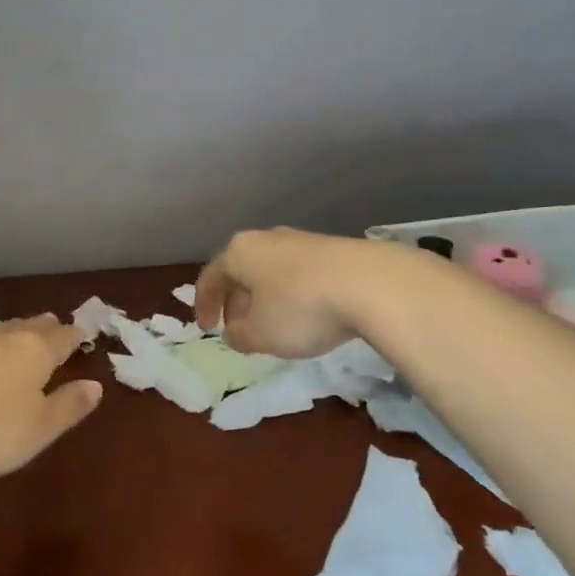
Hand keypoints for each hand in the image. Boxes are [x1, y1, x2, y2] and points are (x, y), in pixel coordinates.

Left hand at [0, 316, 101, 479]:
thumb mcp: (40, 429)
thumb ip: (69, 406)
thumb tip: (96, 385)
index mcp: (36, 353)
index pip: (63, 338)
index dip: (75, 337)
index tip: (82, 334)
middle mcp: (3, 338)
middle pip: (30, 326)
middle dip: (44, 327)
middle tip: (53, 326)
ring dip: (6, 330)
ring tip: (12, 331)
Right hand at [195, 228, 398, 357]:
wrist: (370, 283)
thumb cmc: (300, 308)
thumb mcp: (260, 335)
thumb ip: (239, 336)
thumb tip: (234, 332)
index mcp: (239, 253)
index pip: (211, 277)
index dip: (204, 305)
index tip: (207, 329)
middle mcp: (266, 239)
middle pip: (241, 271)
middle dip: (236, 302)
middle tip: (238, 330)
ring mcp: (301, 241)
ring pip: (270, 271)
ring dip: (264, 299)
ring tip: (273, 326)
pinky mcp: (331, 249)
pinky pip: (298, 274)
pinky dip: (291, 294)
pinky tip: (306, 315)